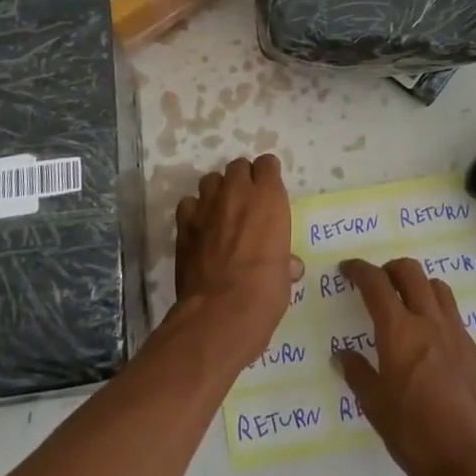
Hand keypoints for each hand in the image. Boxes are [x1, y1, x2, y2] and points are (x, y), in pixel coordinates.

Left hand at [173, 155, 301, 362]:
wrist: (221, 310)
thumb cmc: (265, 290)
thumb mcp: (284, 273)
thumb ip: (285, 260)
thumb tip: (291, 266)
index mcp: (269, 197)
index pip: (267, 164)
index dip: (268, 175)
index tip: (269, 190)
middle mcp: (237, 192)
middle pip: (238, 166)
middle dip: (242, 179)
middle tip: (246, 202)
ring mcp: (207, 205)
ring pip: (210, 180)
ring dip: (217, 191)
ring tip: (221, 212)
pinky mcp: (184, 223)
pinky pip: (188, 204)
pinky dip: (194, 212)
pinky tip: (199, 229)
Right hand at [334, 258, 475, 475]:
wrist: (474, 465)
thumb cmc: (416, 437)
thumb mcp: (376, 408)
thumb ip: (358, 374)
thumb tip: (343, 355)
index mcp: (400, 331)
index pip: (376, 283)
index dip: (359, 270)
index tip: (347, 270)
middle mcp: (429, 322)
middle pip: (410, 272)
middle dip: (389, 269)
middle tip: (377, 285)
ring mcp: (456, 334)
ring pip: (437, 287)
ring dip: (417, 285)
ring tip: (405, 304)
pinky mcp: (474, 351)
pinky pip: (453, 314)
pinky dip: (436, 311)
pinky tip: (429, 339)